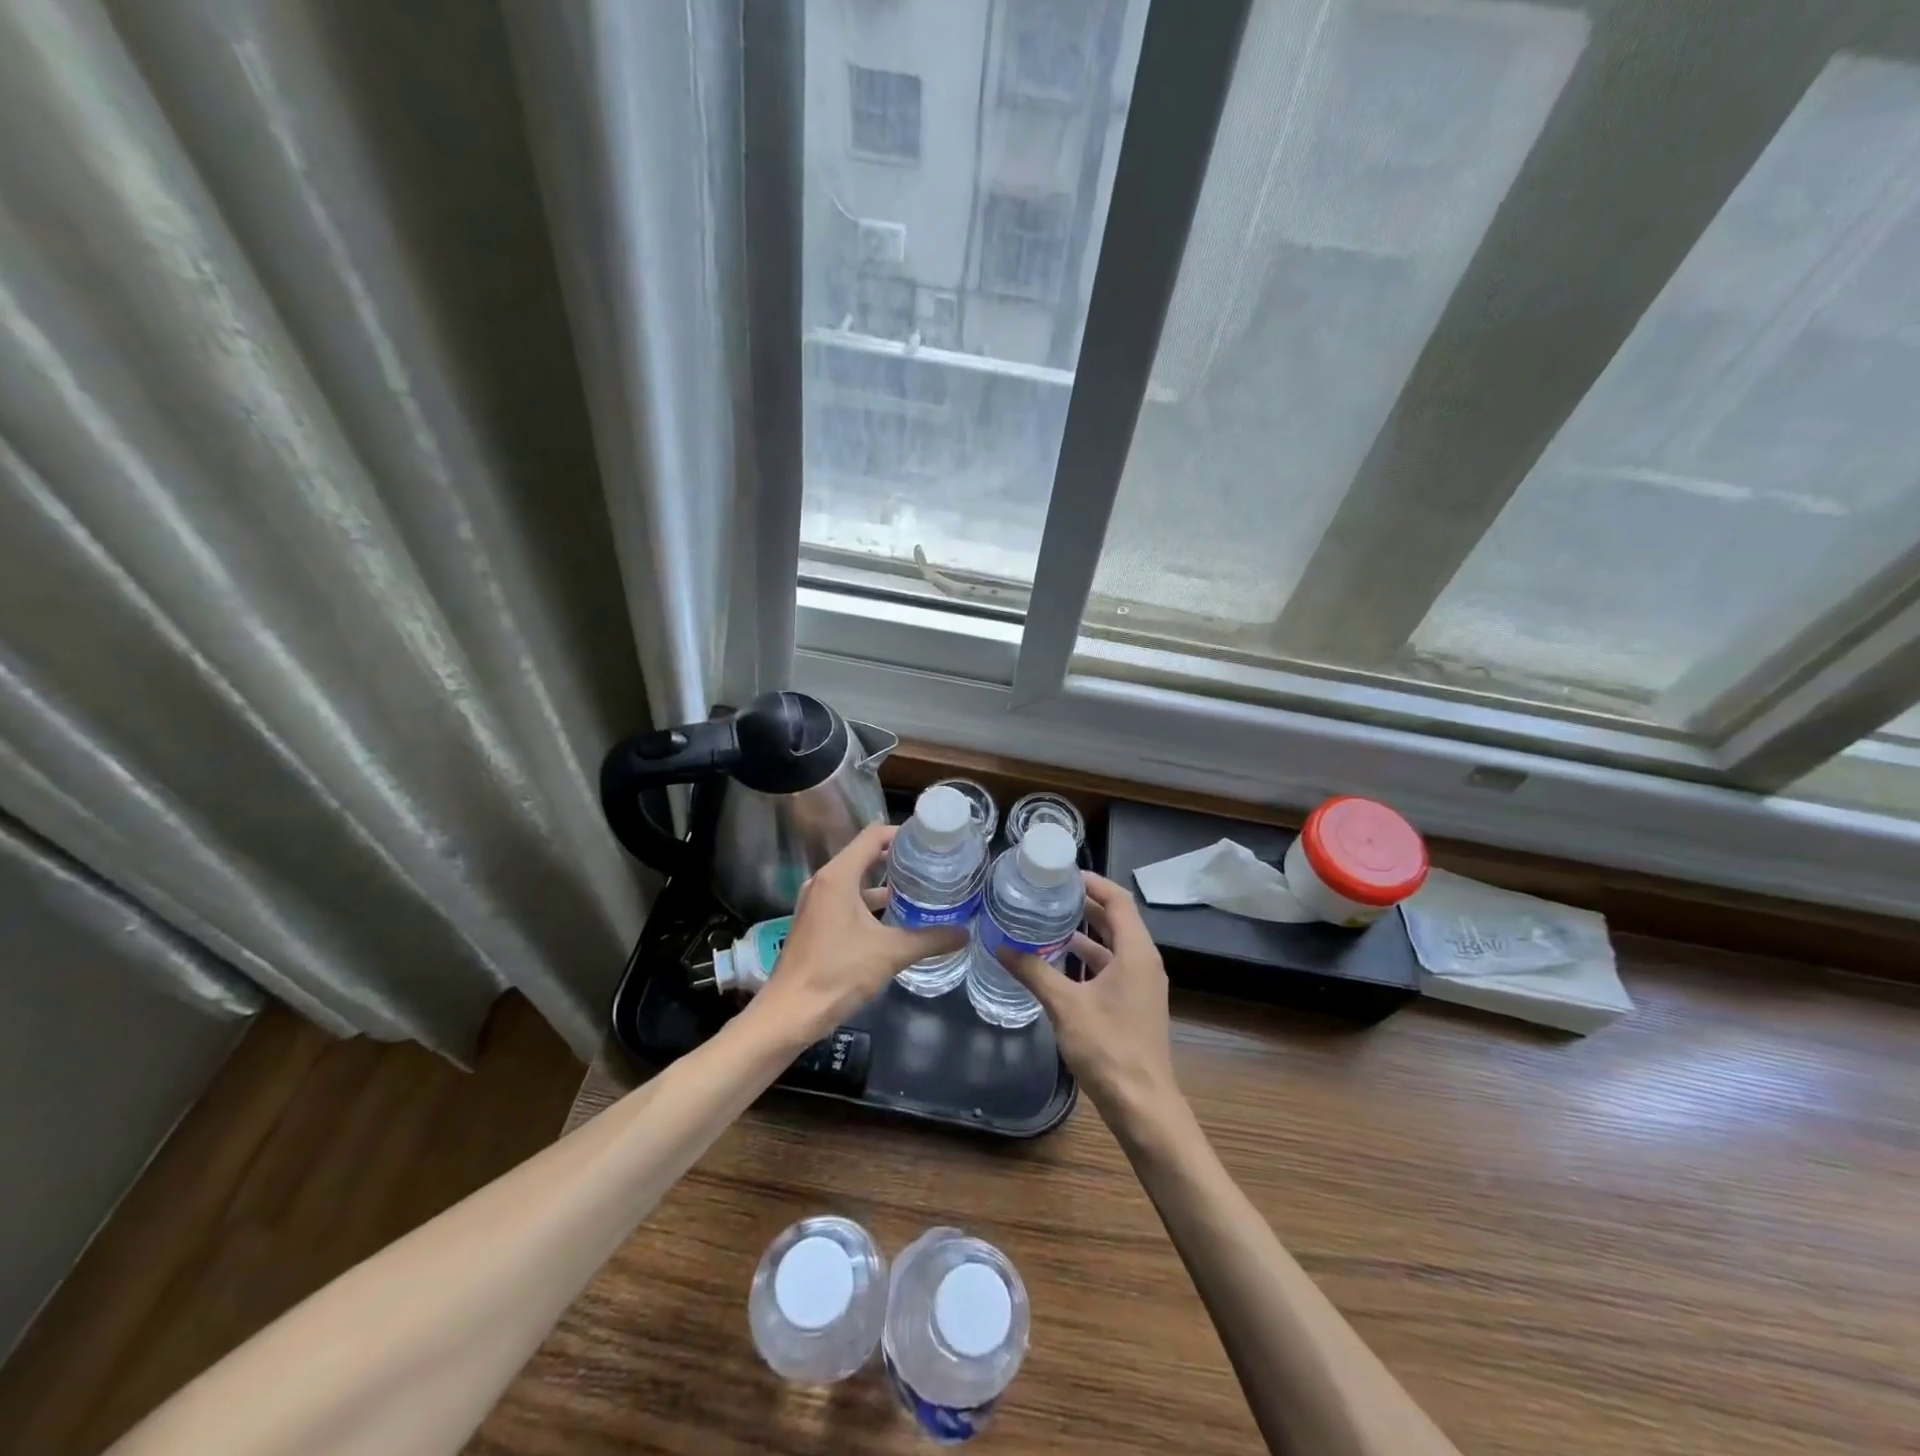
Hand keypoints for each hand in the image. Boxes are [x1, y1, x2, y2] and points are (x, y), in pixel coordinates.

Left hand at [748, 822, 967, 1043]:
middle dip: (897, 858)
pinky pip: (847, 900)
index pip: (873, 836)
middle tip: (932, 864)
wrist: (789, 1014)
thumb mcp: (890, 953)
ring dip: (885, 883)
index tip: (930, 841)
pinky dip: (870, 903)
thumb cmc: (837, 973)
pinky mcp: (815, 923)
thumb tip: (965, 933)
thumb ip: (930, 939)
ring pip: (856, 881)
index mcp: (838, 876)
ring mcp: (817, 903)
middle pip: (865, 855)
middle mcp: (824, 882)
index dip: (902, 833)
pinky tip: (895, 919)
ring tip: (920, 889)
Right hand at [999, 872, 1181, 1129]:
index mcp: (1136, 952)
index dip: (1093, 882)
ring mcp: (1141, 985)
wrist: (1143, 1106)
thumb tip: (1000, 946)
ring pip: (1113, 946)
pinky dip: (1088, 959)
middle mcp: (1144, 962)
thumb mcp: (1065, 1005)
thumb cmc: (1109, 1048)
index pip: (1118, 900)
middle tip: (1049, 894)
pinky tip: (1058, 963)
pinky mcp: (1134, 1005)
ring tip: (1047, 922)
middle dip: (1085, 904)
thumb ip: (1034, 972)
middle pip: (1117, 920)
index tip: (1062, 874)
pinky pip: (1112, 968)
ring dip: (1085, 933)